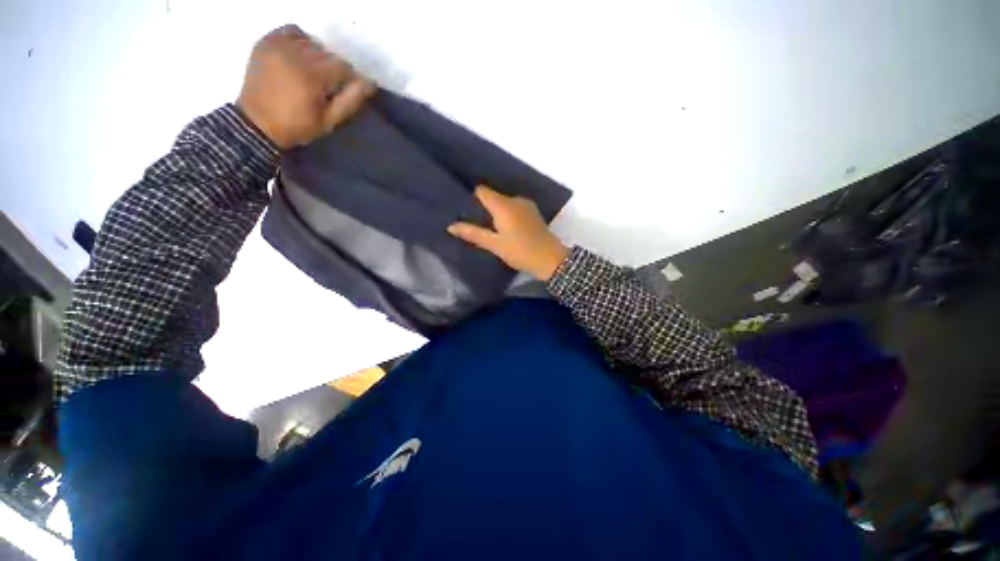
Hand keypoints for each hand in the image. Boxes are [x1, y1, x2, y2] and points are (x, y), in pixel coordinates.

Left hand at [237, 24, 373, 149]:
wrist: (257, 124)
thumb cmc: (297, 126)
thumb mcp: (329, 120)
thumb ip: (350, 100)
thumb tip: (369, 84)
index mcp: (310, 75)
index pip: (342, 66)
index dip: (350, 77)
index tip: (350, 89)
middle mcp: (294, 53)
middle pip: (327, 53)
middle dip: (334, 68)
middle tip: (331, 85)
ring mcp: (277, 45)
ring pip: (311, 41)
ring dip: (318, 55)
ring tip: (315, 72)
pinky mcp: (265, 42)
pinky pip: (289, 31)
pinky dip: (299, 40)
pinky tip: (299, 56)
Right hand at [448, 186, 568, 281]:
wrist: (550, 258)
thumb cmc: (520, 251)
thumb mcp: (494, 245)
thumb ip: (473, 233)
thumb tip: (451, 226)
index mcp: (503, 205)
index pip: (482, 191)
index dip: (472, 198)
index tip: (465, 209)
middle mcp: (515, 199)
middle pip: (493, 196)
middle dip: (484, 207)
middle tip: (475, 222)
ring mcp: (526, 205)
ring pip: (504, 202)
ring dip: (496, 211)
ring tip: (490, 227)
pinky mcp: (533, 212)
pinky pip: (514, 207)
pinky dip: (507, 214)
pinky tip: (506, 228)